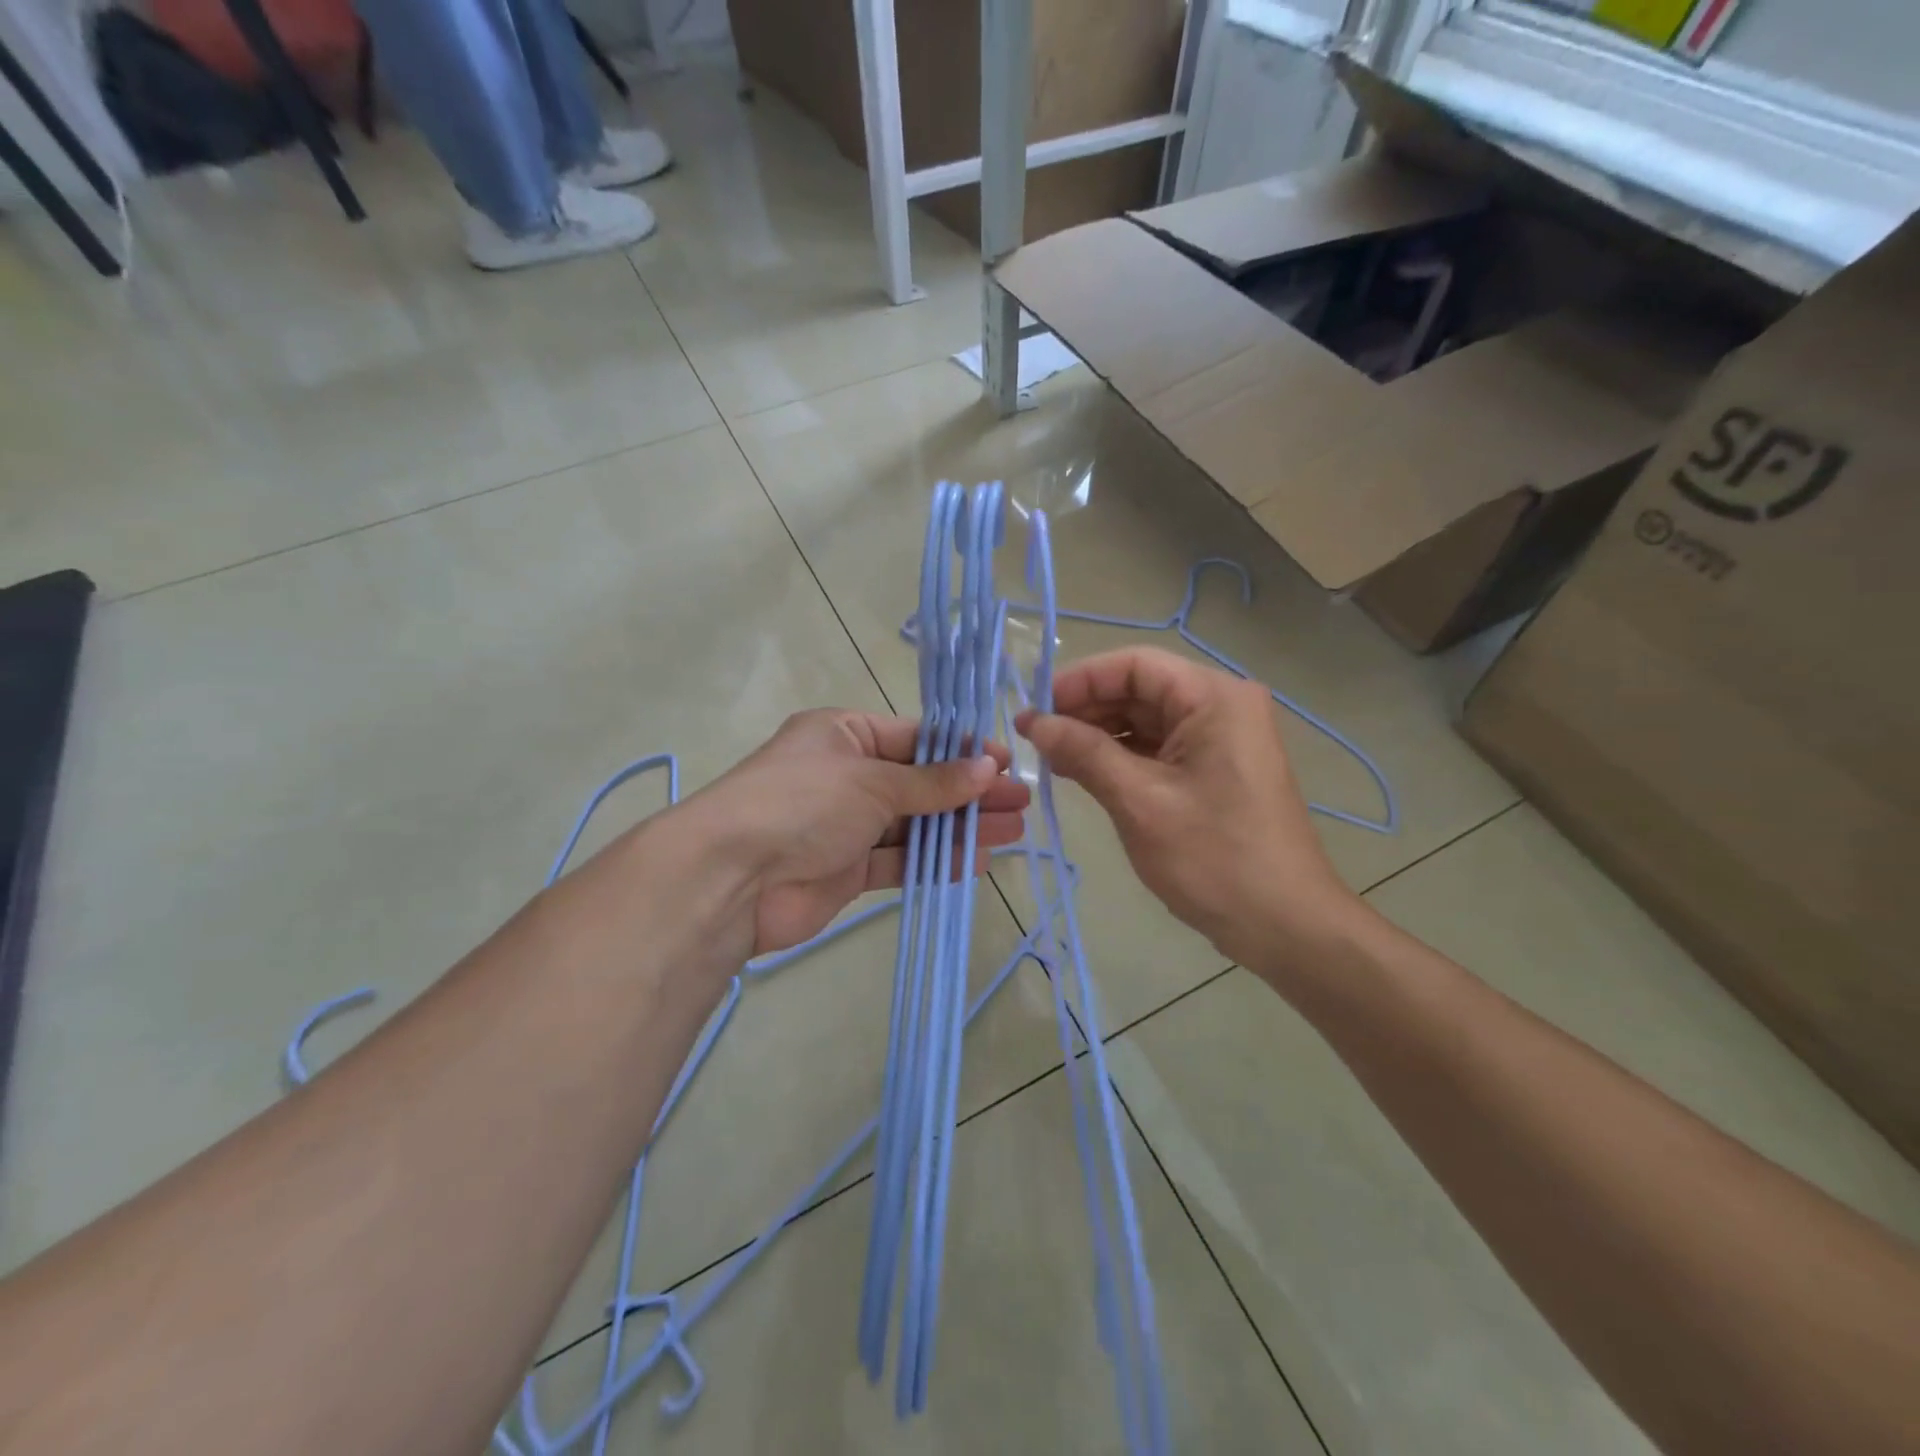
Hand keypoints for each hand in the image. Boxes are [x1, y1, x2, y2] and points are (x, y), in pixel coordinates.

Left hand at [678, 710, 1029, 958]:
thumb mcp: (872, 780)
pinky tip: (977, 860)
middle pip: (920, 781)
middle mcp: (846, 776)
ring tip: (1012, 831)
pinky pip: (899, 860)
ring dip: (960, 827)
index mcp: (844, 735)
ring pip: (914, 823)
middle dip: (969, 791)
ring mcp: (845, 825)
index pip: (915, 737)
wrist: (732, 878)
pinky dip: (935, 860)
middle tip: (1020, 802)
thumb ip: (932, 781)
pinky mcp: (846, 870)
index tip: (1006, 762)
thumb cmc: (803, 803)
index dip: (962, 749)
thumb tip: (988, 767)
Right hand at [1016, 647, 1361, 967]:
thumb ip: (1083, 752)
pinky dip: (1121, 757)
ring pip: (1146, 720)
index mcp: (1214, 698)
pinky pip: (1159, 748)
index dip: (1079, 680)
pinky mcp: (1215, 769)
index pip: (1134, 665)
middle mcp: (1221, 706)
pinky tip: (1083, 773)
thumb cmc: (1213, 858)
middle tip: (1035, 738)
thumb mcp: (1139, 801)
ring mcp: (1221, 739)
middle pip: (1140, 689)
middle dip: (1085, 710)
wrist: (1284, 925)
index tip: (1034, 708)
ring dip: (1098, 735)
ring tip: (1051, 759)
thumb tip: (1032, 721)